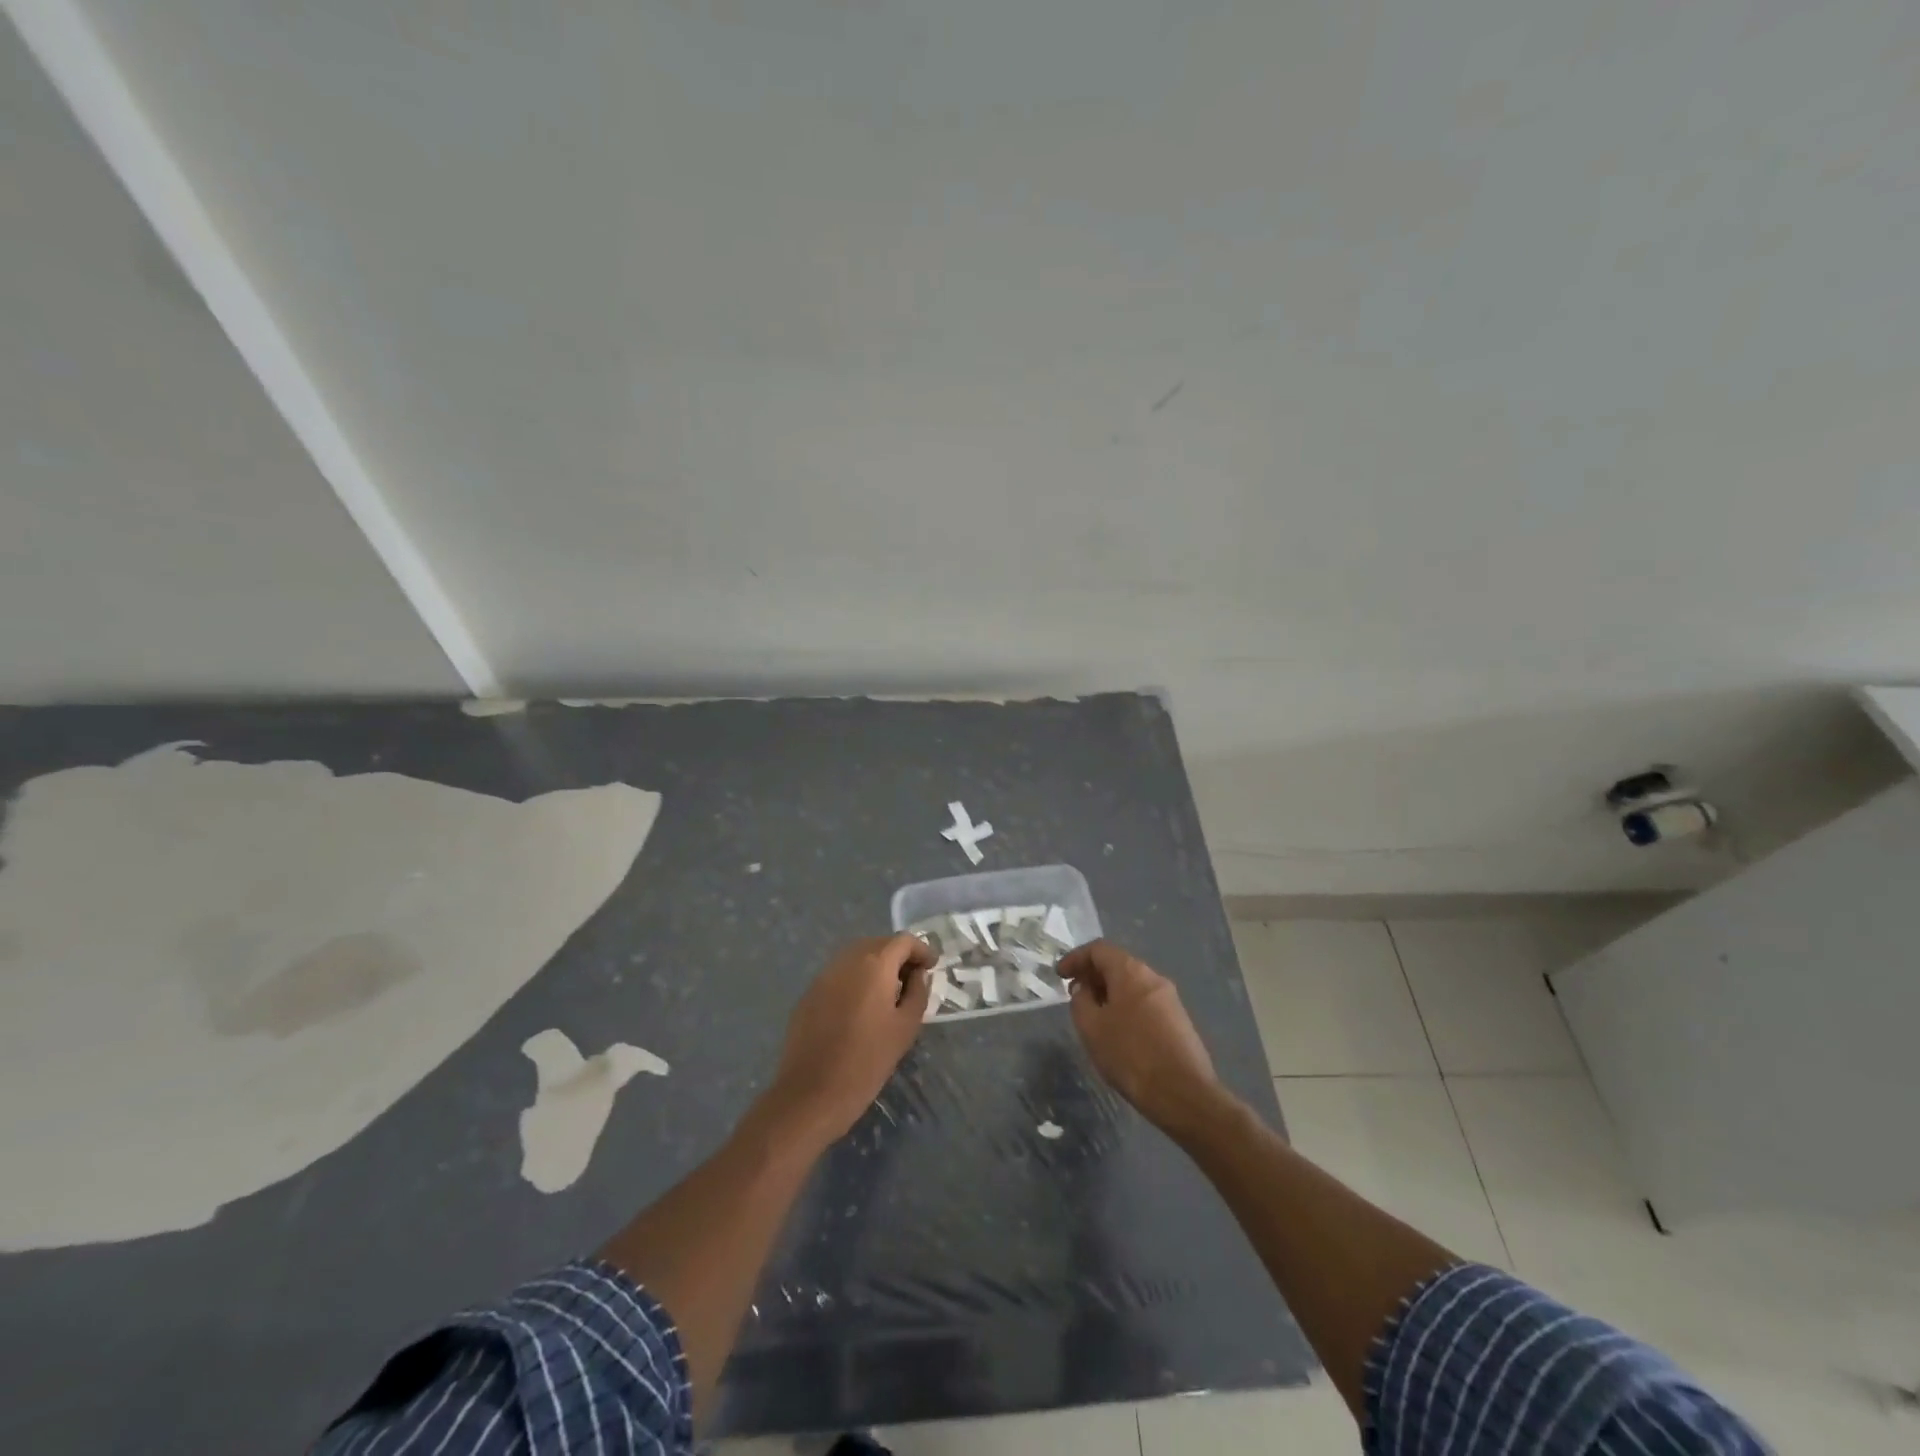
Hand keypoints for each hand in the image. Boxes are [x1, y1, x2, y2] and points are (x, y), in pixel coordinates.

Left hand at [766, 934, 934, 1145]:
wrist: (811, 1093)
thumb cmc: (867, 1061)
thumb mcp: (905, 1028)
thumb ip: (917, 993)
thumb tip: (917, 975)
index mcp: (874, 964)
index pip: (903, 940)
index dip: (921, 950)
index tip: (932, 967)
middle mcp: (846, 960)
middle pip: (878, 944)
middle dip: (898, 956)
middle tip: (913, 981)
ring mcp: (824, 975)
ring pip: (856, 957)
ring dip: (876, 967)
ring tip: (889, 995)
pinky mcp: (809, 994)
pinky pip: (839, 975)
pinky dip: (855, 980)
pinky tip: (861, 1009)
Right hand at [1059, 940, 1225, 1134]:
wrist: (1184, 1094)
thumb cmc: (1130, 1055)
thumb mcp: (1091, 1028)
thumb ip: (1080, 1001)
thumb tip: (1085, 989)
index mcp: (1131, 972)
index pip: (1098, 949)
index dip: (1075, 958)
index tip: (1059, 975)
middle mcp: (1153, 977)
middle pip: (1117, 964)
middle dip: (1092, 975)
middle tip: (1074, 994)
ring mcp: (1170, 999)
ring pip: (1132, 984)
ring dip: (1109, 992)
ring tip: (1094, 1015)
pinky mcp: (1179, 1020)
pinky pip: (1145, 1002)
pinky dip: (1125, 1006)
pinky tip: (1118, 1031)